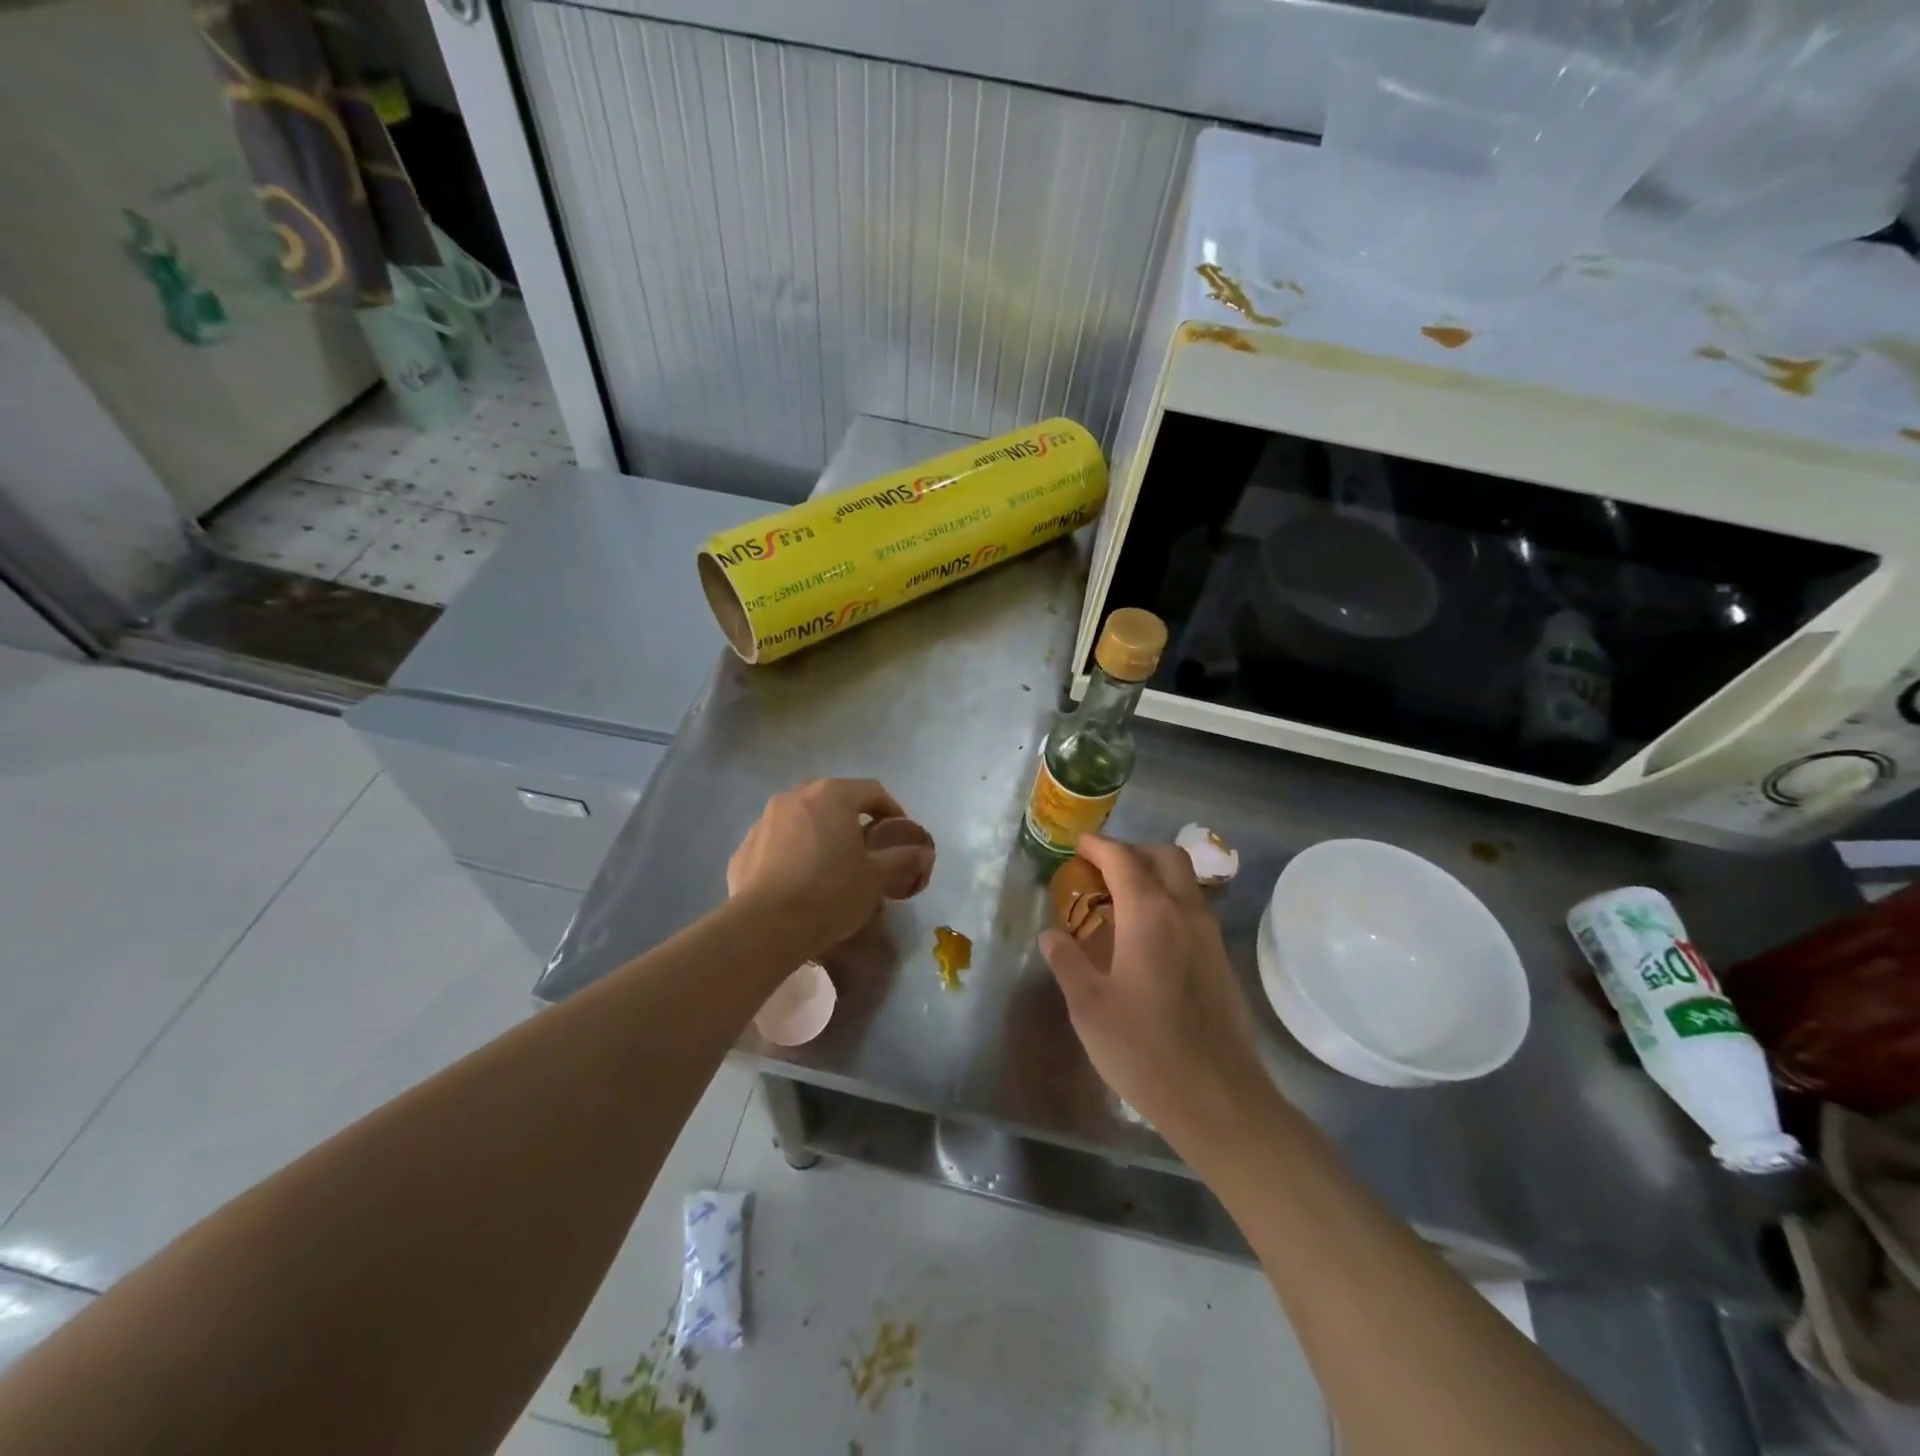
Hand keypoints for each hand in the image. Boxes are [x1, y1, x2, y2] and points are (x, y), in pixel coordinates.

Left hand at [727, 779, 930, 957]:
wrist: (765, 927)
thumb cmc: (830, 893)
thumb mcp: (876, 878)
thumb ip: (902, 859)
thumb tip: (925, 853)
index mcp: (832, 795)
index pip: (872, 790)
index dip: (890, 809)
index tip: (899, 832)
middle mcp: (795, 796)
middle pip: (832, 799)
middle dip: (851, 818)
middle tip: (865, 847)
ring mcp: (764, 820)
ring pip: (801, 819)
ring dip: (819, 833)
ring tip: (829, 865)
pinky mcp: (743, 848)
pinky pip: (776, 843)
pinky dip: (791, 853)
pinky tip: (798, 881)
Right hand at [1038, 835, 1270, 1140]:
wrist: (1218, 1099)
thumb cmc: (1144, 1049)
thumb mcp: (1088, 1006)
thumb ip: (1067, 961)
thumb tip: (1052, 934)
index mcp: (1149, 914)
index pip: (1122, 858)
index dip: (1098, 846)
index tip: (1077, 846)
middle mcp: (1185, 912)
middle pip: (1165, 857)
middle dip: (1132, 852)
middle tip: (1102, 870)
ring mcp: (1210, 935)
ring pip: (1185, 881)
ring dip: (1154, 876)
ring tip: (1121, 902)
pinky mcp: (1222, 960)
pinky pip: (1193, 910)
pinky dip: (1169, 902)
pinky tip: (1148, 938)